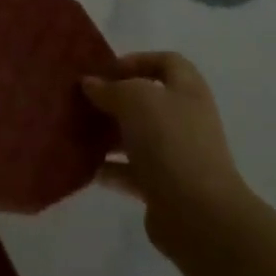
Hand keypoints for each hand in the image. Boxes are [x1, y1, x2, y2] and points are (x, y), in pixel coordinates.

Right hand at [83, 52, 248, 256]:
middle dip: (115, 99)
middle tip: (83, 101)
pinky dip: (110, 168)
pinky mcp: (164, 188)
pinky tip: (85, 166)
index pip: (166, 62)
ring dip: (109, 134)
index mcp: (187, 90)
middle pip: (148, 101)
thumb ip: (110, 88)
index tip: (105, 71)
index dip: (137, 61)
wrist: (198, 214)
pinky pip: (132, 171)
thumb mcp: (135, 100)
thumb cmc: (170, 141)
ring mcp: (177, 155)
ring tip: (78, 131)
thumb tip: (90, 83)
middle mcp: (185, 119)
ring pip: (137, 136)